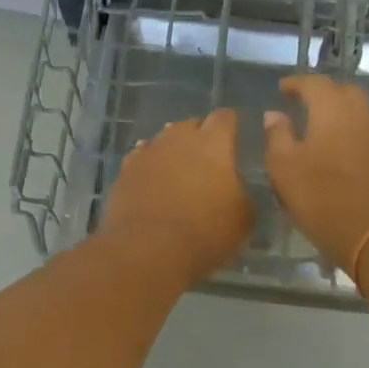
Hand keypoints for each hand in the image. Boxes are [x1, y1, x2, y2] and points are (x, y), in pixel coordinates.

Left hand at [100, 110, 254, 286]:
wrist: (147, 250)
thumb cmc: (204, 232)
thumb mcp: (243, 218)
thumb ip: (243, 193)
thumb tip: (236, 188)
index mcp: (212, 143)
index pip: (224, 117)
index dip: (231, 126)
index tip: (235, 139)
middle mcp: (178, 138)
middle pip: (191, 125)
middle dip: (200, 137)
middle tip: (208, 162)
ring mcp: (147, 152)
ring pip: (164, 140)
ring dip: (173, 151)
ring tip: (179, 172)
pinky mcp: (125, 171)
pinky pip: (142, 159)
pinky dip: (150, 166)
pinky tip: (153, 181)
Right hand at [263, 75, 368, 272]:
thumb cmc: (322, 198)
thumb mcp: (284, 168)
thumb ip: (277, 136)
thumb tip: (274, 114)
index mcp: (332, 110)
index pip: (314, 83)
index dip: (296, 83)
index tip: (282, 89)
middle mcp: (361, 115)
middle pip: (343, 91)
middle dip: (322, 93)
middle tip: (302, 104)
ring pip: (359, 112)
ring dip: (338, 112)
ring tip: (318, 127)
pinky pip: (367, 132)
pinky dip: (351, 132)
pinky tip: (338, 150)